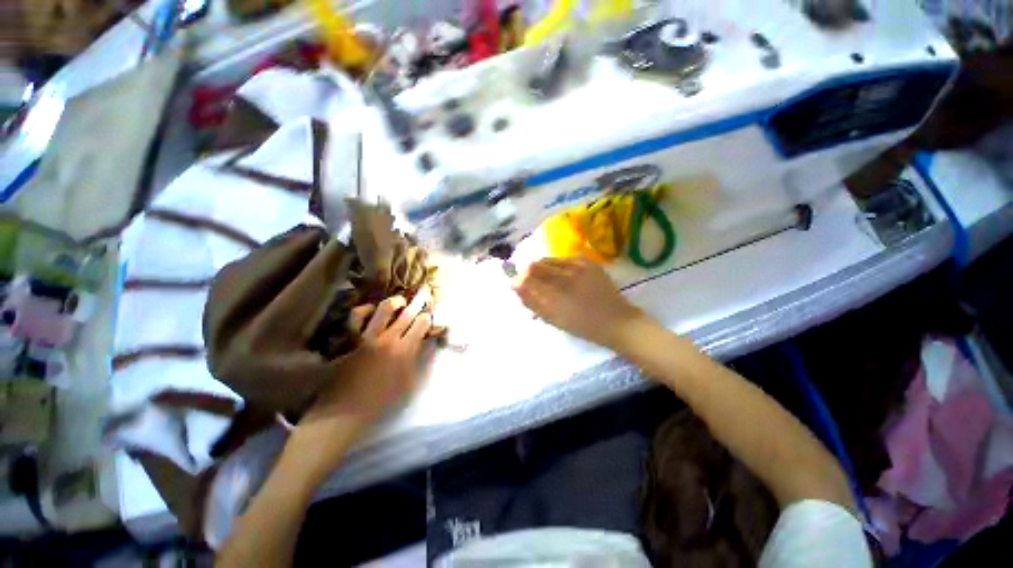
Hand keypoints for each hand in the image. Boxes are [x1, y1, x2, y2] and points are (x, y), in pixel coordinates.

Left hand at [290, 290, 432, 476]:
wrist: (346, 410)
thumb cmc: (382, 400)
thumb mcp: (410, 383)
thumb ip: (420, 360)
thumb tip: (426, 343)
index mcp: (405, 350)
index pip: (422, 324)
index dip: (428, 317)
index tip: (430, 316)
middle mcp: (389, 338)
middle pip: (407, 313)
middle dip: (420, 301)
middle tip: (425, 293)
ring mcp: (369, 336)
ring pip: (384, 309)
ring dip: (396, 301)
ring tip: (401, 301)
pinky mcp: (352, 339)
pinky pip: (357, 317)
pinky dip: (365, 310)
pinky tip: (372, 309)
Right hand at [513, 258, 643, 349]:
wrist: (617, 322)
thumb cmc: (583, 325)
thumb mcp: (553, 318)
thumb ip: (532, 301)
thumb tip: (515, 285)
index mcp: (558, 288)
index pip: (529, 273)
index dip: (521, 277)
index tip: (518, 285)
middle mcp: (567, 271)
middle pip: (538, 263)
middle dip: (531, 272)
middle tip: (533, 285)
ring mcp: (580, 264)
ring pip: (551, 260)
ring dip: (544, 269)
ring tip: (548, 282)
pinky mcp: (590, 262)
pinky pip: (566, 259)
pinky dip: (559, 266)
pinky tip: (564, 277)